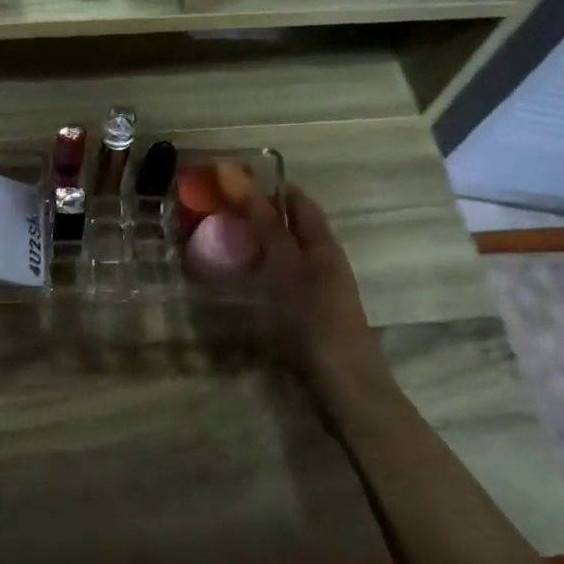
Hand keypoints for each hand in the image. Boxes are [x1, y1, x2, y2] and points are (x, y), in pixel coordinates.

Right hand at [241, 187, 388, 389]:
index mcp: (324, 245)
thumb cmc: (313, 318)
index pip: (299, 203)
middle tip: (221, 214)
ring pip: (285, 257)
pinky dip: (259, 275)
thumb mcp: (286, 266)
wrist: (342, 382)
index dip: (272, 189)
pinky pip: (280, 283)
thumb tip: (240, 180)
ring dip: (258, 248)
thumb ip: (266, 226)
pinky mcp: (307, 316)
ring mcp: (317, 291)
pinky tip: (239, 285)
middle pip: (293, 229)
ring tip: (223, 245)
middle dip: (261, 218)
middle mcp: (324, 262)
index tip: (236, 182)